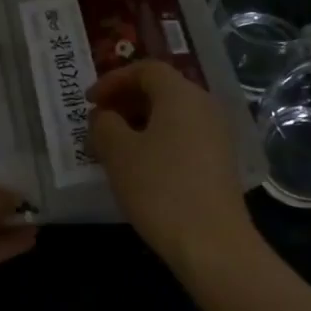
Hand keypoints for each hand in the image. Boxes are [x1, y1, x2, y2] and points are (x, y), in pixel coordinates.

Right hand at [89, 61, 253, 269]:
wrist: (211, 241)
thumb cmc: (159, 188)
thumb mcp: (118, 153)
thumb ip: (104, 125)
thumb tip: (105, 116)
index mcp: (181, 94)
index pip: (146, 69)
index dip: (113, 80)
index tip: (89, 101)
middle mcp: (204, 105)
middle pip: (162, 89)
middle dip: (126, 101)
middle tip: (99, 122)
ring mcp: (217, 134)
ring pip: (173, 115)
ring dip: (140, 122)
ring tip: (114, 147)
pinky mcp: (221, 161)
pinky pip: (184, 136)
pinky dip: (158, 140)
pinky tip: (141, 167)